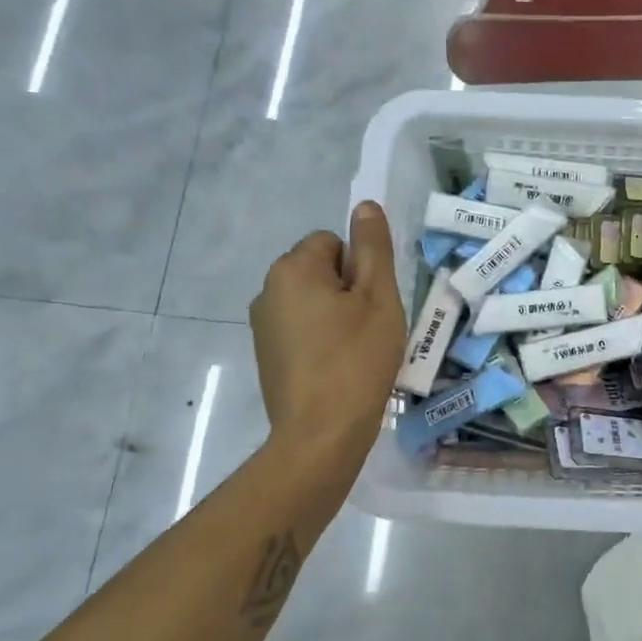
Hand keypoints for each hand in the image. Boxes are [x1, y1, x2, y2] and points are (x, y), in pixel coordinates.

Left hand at [251, 201, 405, 465]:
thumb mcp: (378, 297)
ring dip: (337, 317)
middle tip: (369, 330)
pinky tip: (338, 370)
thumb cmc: (357, 359)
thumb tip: (364, 205)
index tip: (372, 305)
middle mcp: (268, 290)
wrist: (321, 434)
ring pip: (314, 303)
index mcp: (293, 269)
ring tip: (356, 353)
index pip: (333, 242)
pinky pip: (303, 330)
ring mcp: (263, 326)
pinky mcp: (267, 356)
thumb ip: (373, 247)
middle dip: (348, 292)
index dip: (360, 270)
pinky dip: (322, 342)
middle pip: (321, 271)